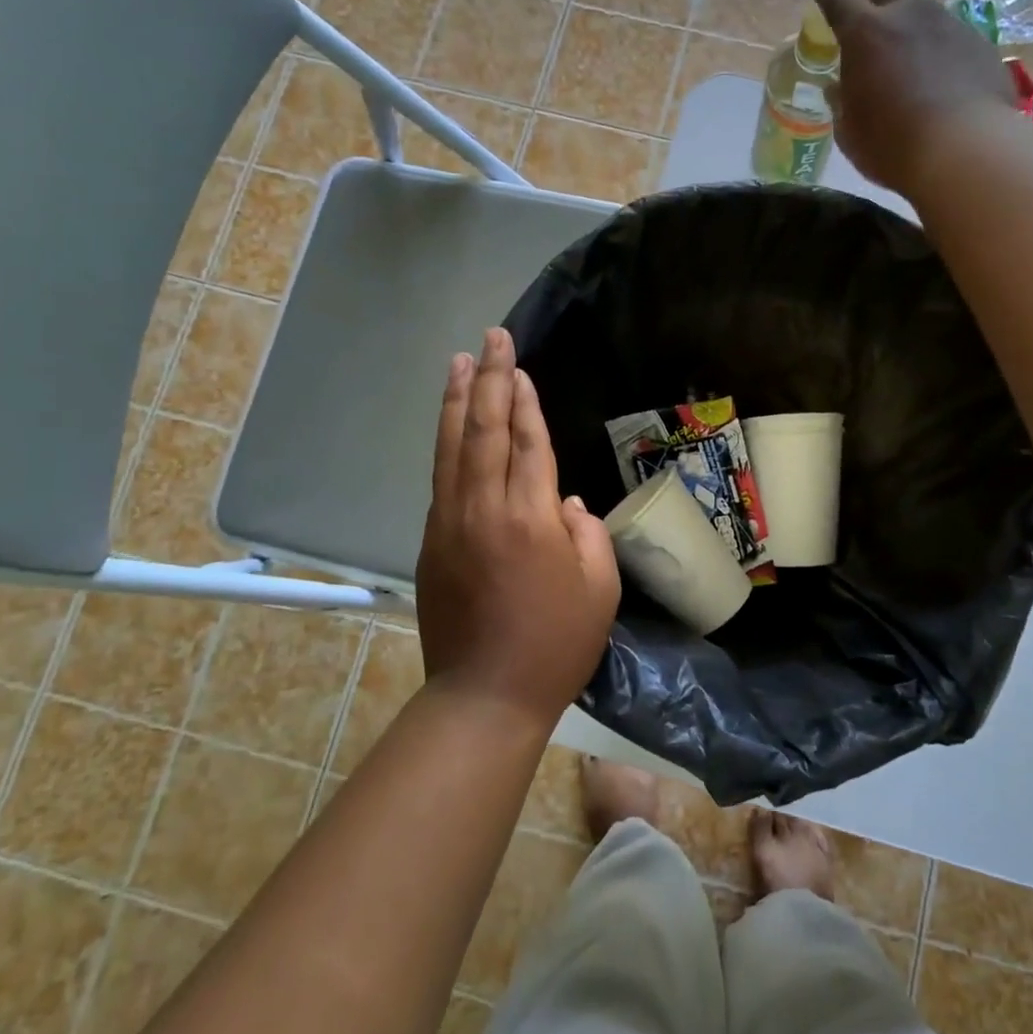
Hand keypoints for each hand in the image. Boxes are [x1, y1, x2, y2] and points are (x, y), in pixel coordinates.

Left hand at [415, 328, 619, 725]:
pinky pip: (441, 478)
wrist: (485, 695)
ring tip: (461, 362)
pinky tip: (452, 425)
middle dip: (491, 380)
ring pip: (452, 447)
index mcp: (530, 518)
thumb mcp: (600, 587)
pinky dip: (447, 443)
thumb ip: (585, 531)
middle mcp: (484, 509)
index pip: (528, 442)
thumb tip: (562, 500)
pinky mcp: (432, 541)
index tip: (521, 366)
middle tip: (492, 338)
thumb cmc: (556, 643)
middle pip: (485, 430)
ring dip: (458, 401)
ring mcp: (451, 523)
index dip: (526, 401)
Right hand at [812, 0, 1017, 195]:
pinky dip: (935, 44)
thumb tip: (837, 89)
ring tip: (902, 43)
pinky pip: (949, 34)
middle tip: (862, 8)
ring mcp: (949, 24)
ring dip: (906, 18)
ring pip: (922, 5)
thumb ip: (841, 103)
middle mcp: (908, 15)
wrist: (965, 151)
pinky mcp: (979, 43)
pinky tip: (935, 71)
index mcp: (866, 34)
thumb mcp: (850, 132)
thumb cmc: (892, 146)